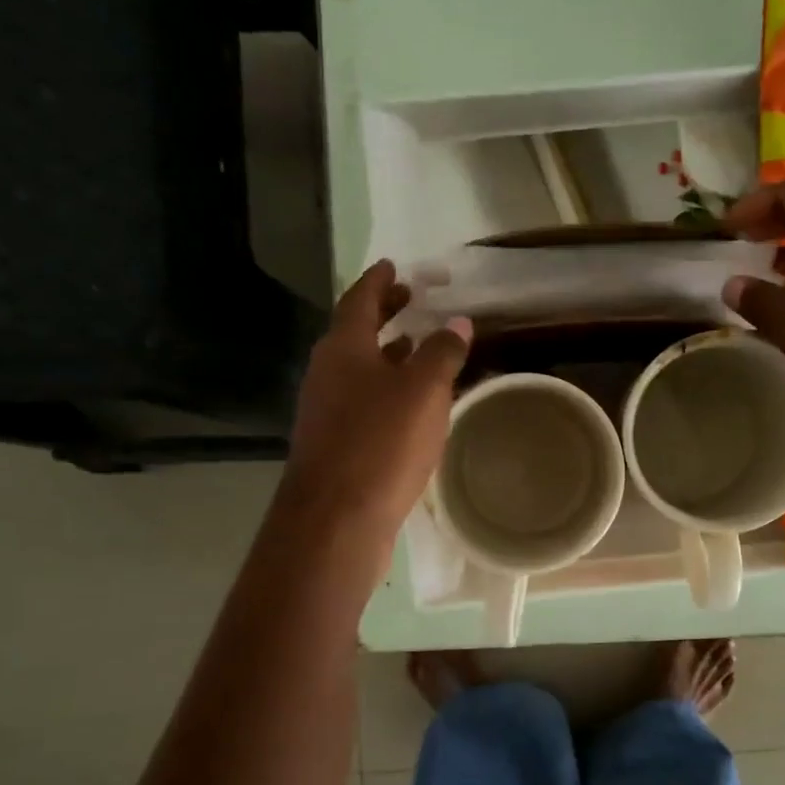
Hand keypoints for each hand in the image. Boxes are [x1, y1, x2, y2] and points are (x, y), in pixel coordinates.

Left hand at [281, 260, 471, 554]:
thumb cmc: (381, 443)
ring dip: (387, 355)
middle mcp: (327, 373)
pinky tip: (409, 406)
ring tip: (417, 349)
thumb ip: (442, 353)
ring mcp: (326, 411)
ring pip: (359, 370)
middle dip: (383, 315)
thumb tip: (458, 322)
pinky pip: (362, 402)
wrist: (337, 519)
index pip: (360, 299)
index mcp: (343, 348)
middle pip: (355, 333)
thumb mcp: (423, 391)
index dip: (379, 280)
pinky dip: (386, 391)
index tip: (394, 266)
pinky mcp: (334, 445)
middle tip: (410, 300)